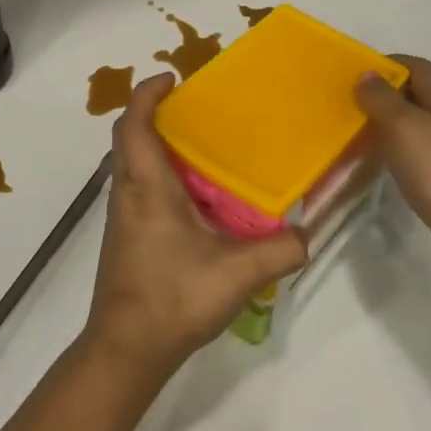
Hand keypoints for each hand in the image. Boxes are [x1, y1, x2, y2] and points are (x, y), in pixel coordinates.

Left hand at [84, 73, 308, 379]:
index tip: (171, 78)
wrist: (126, 351)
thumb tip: (308, 235)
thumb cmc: (173, 298)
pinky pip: (139, 190)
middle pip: (130, 139)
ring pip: (133, 166)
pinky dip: (161, 177)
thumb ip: (280, 250)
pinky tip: (196, 200)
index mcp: (147, 186)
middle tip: (196, 111)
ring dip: (158, 147)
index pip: (134, 124)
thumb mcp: (238, 273)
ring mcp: (122, 218)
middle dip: (156, 116)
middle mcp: (127, 194)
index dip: (147, 94)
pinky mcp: (126, 239)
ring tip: (202, 149)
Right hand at [355, 55, 430, 275]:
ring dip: (390, 123)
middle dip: (386, 94)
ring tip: (360, 132)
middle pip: (418, 95)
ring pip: (417, 124)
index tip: (357, 73)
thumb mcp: (405, 128)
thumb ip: (383, 99)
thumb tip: (367, 74)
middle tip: (352, 104)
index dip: (389, 63)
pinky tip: (384, 163)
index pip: (418, 67)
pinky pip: (419, 152)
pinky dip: (398, 150)